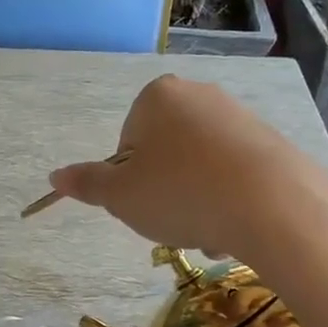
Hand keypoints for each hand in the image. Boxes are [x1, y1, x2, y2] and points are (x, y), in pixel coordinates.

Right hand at [46, 76, 327, 262]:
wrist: (272, 204)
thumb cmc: (180, 193)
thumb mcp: (120, 196)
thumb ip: (87, 183)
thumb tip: (55, 175)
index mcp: (157, 97)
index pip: (127, 144)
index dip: (130, 180)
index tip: (143, 203)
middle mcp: (198, 95)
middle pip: (165, 155)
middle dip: (165, 192)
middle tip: (172, 221)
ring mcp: (238, 117)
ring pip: (200, 170)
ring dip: (196, 204)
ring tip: (207, 231)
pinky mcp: (270, 142)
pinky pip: (234, 175)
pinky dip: (228, 202)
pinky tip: (235, 227)